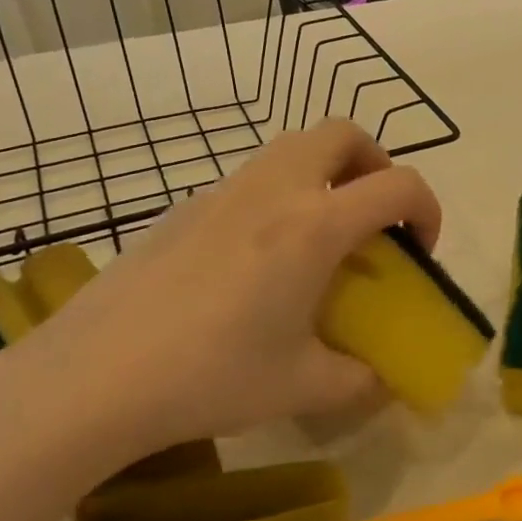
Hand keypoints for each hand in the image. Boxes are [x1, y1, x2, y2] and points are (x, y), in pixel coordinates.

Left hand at [0, 120, 440, 468]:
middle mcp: (275, 190)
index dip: (427, 210)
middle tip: (371, 219)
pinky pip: (251, 178)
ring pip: (293, 146)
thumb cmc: (211, 376)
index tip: (417, 252)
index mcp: (315, 225)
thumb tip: (381, 380)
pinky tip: (256, 261)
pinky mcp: (185, 206)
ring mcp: (224, 191)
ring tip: (319, 237)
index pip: (399, 185)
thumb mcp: (302, 386)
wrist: (94, 377)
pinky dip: (278, 196)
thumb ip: (359, 380)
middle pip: (343, 133)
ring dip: (325, 174)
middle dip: (375, 164)